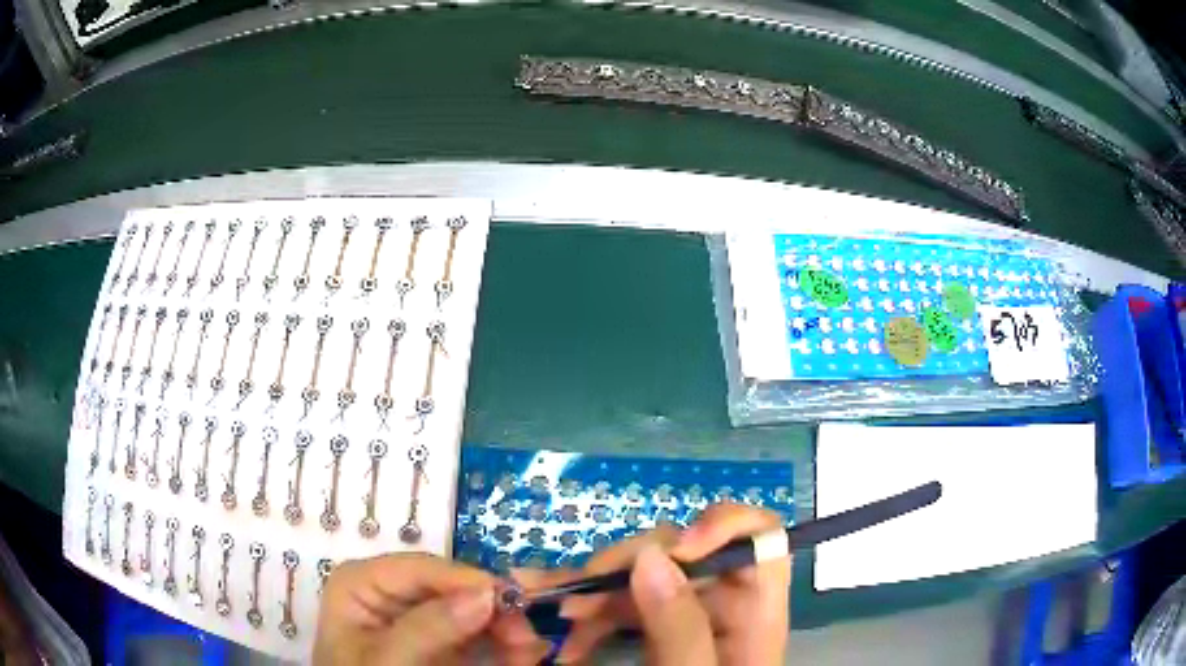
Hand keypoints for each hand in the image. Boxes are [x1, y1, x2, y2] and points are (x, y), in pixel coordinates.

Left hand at [313, 553, 549, 664]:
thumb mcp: (388, 659)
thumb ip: (428, 628)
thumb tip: (485, 593)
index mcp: (363, 582)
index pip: (420, 568)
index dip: (467, 580)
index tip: (511, 600)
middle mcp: (391, 592)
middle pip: (452, 587)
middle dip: (492, 609)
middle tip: (526, 636)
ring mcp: (418, 617)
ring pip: (471, 608)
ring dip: (504, 628)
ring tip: (528, 651)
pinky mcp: (440, 640)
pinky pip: (477, 633)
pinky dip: (501, 643)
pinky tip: (519, 655)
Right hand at [520, 503, 790, 663]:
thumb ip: (680, 626)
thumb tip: (651, 555)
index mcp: (754, 609)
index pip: (760, 538)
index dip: (724, 525)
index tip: (674, 549)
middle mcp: (723, 602)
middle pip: (684, 553)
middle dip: (623, 567)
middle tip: (573, 597)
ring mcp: (687, 615)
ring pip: (642, 577)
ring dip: (593, 592)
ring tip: (551, 616)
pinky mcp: (657, 630)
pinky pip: (622, 606)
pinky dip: (590, 616)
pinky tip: (565, 637)